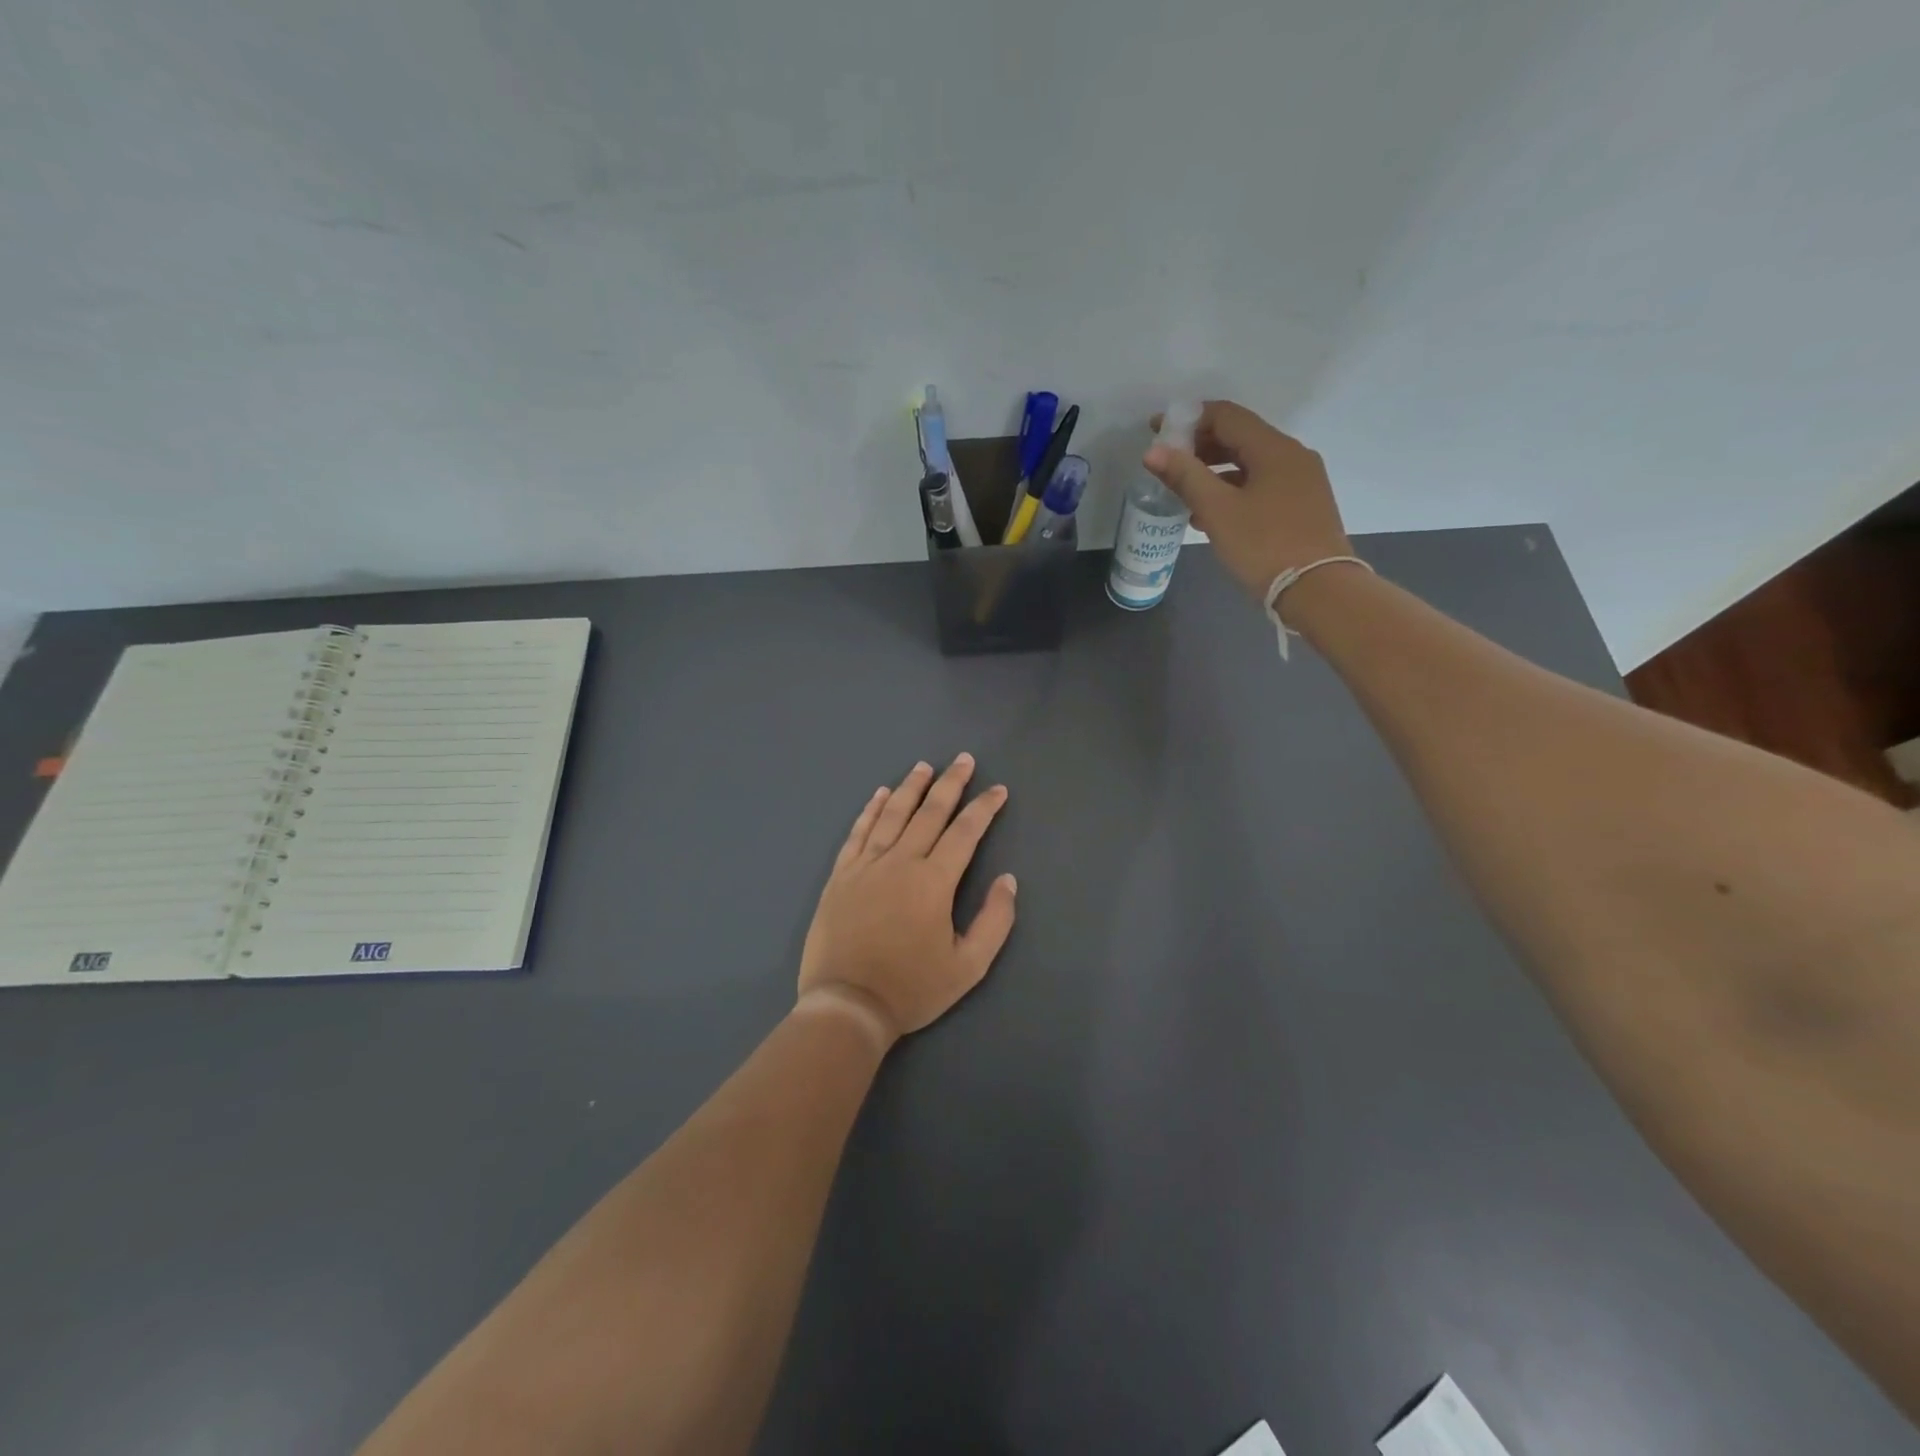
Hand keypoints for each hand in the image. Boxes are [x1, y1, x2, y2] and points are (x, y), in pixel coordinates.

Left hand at [797, 754, 1016, 1045]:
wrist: (847, 1004)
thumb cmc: (912, 988)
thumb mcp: (968, 966)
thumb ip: (994, 920)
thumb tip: (1007, 880)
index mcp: (934, 881)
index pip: (965, 832)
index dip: (984, 808)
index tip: (998, 790)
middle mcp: (900, 862)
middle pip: (929, 813)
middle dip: (950, 784)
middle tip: (963, 760)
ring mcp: (866, 866)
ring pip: (892, 815)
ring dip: (910, 788)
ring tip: (924, 767)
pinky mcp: (841, 876)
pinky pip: (858, 833)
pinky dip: (870, 810)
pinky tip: (879, 795)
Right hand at [1143, 400, 1353, 600]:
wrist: (1319, 590)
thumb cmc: (1264, 545)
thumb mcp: (1217, 511)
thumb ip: (1185, 476)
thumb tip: (1153, 451)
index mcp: (1274, 448)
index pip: (1226, 415)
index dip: (1188, 419)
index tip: (1157, 431)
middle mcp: (1293, 456)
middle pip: (1240, 437)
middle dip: (1200, 446)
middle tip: (1167, 464)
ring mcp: (1302, 481)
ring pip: (1250, 464)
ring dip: (1214, 471)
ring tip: (1183, 493)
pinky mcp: (1303, 506)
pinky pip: (1262, 485)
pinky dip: (1234, 490)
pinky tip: (1212, 515)